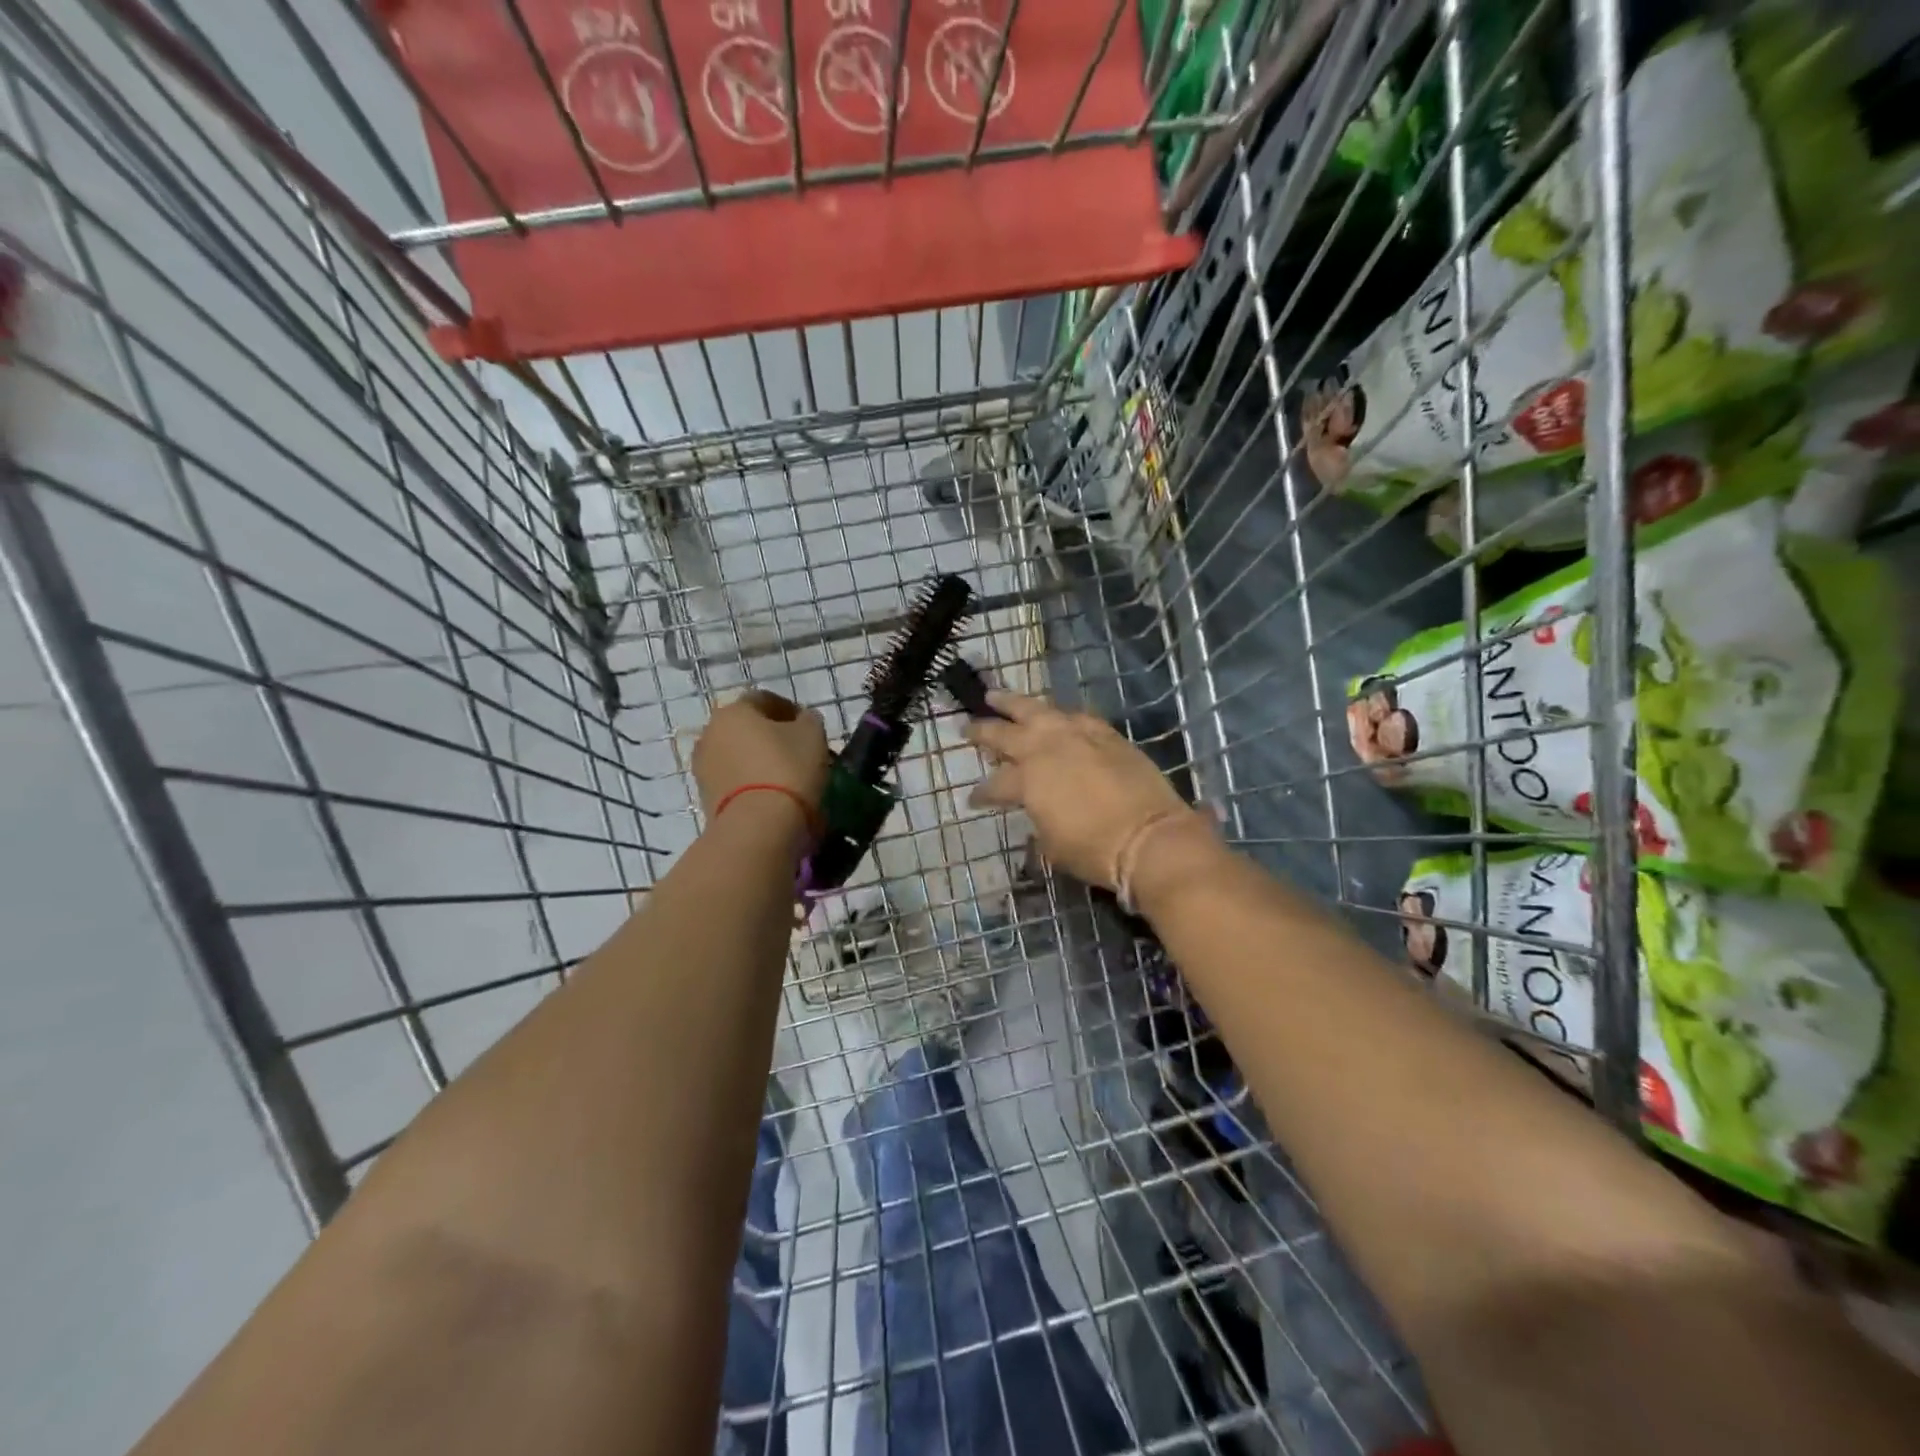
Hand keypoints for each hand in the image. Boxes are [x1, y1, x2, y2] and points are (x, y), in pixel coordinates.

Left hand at [692, 689, 829, 818]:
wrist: (758, 826)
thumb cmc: (788, 769)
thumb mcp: (812, 735)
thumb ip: (808, 720)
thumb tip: (801, 721)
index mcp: (734, 710)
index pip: (765, 699)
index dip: (790, 710)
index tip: (809, 727)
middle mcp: (710, 732)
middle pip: (747, 728)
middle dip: (771, 736)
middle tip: (798, 752)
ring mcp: (703, 767)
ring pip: (738, 755)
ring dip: (758, 760)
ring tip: (786, 778)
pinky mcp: (705, 797)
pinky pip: (733, 781)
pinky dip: (750, 783)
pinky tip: (771, 795)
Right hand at [964, 691, 1198, 890]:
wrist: (1149, 836)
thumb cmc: (1094, 849)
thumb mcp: (1052, 845)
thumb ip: (1038, 822)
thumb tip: (1038, 814)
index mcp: (1027, 780)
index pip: (994, 785)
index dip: (981, 794)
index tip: (973, 800)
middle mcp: (1046, 749)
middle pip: (1006, 734)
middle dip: (983, 731)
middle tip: (967, 727)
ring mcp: (1077, 735)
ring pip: (1037, 710)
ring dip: (1014, 704)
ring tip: (997, 697)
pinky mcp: (1106, 734)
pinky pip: (1076, 716)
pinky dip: (1060, 715)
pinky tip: (1057, 716)